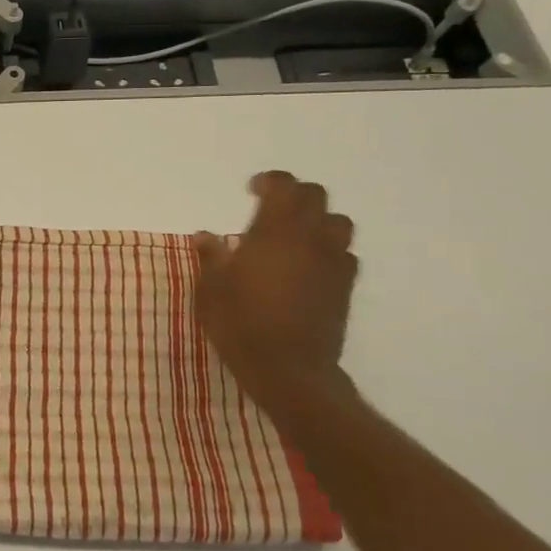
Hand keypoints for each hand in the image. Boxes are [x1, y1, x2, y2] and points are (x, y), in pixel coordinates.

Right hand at [195, 171, 357, 401]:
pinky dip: (329, 251)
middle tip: (272, 208)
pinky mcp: (345, 288)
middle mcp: (309, 239)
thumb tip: (205, 236)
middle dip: (295, 195)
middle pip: (316, 197)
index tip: (252, 190)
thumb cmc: (241, 324)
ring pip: (338, 223)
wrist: (288, 369)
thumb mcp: (211, 289)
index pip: (284, 187)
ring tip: (296, 235)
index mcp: (275, 232)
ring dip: (318, 220)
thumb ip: (211, 257)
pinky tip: (310, 266)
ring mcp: (332, 262)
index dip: (270, 181)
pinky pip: (344, 255)